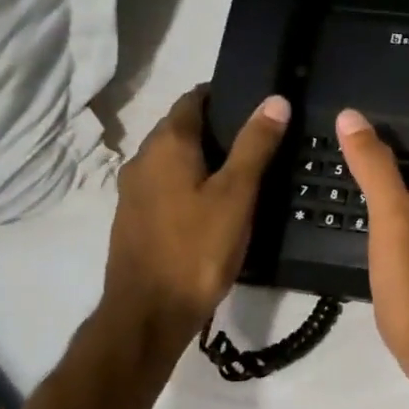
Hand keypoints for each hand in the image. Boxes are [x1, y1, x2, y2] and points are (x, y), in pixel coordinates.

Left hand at [101, 87, 288, 342]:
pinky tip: (215, 204)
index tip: (256, 102)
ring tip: (244, 171)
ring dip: (203, 157)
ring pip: (173, 159)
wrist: (149, 313)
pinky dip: (190, 182)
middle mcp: (142, 159)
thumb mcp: (237, 194)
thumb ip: (255, 145)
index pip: (192, 99)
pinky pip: (166, 185)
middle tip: (260, 138)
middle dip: (216, 127)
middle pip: (180, 128)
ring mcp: (133, 191)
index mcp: (166, 145)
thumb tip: (275, 100)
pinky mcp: (134, 219)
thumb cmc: (197, 248)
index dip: (223, 95)